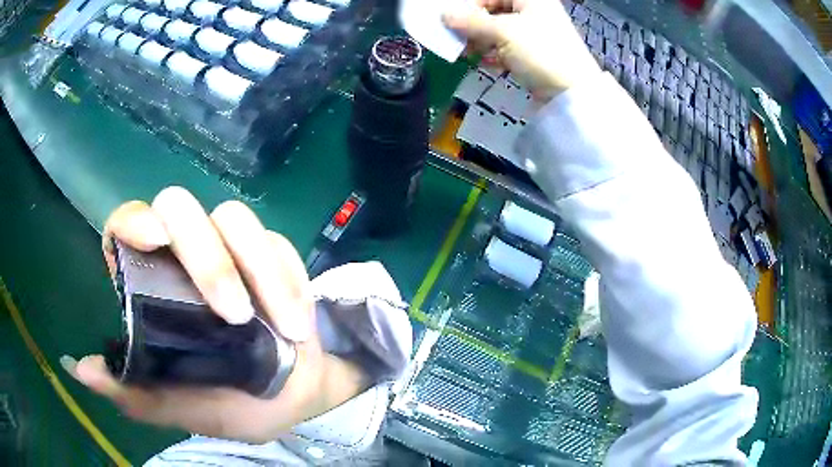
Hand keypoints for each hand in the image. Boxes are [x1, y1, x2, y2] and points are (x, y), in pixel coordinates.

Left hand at [61, 187, 368, 442]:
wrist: (297, 397)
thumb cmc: (236, 404)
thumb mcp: (187, 410)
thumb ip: (140, 396)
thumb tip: (84, 373)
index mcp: (153, 289)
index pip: (127, 226)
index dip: (134, 220)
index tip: (154, 240)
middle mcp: (185, 256)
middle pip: (181, 206)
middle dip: (208, 257)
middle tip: (235, 314)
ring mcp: (230, 249)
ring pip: (235, 219)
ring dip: (261, 271)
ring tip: (285, 329)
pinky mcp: (271, 253)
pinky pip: (279, 245)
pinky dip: (291, 281)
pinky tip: (297, 322)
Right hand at [444, 0, 599, 101]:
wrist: (572, 94)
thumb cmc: (541, 52)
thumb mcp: (503, 32)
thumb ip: (471, 22)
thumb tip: (444, 15)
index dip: (471, 5)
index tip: (453, 19)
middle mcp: (534, 12)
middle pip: (495, 12)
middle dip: (474, 25)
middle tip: (456, 36)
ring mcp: (535, 35)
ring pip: (499, 31)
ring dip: (480, 40)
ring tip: (466, 51)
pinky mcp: (534, 55)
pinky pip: (507, 48)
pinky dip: (493, 53)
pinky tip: (483, 61)